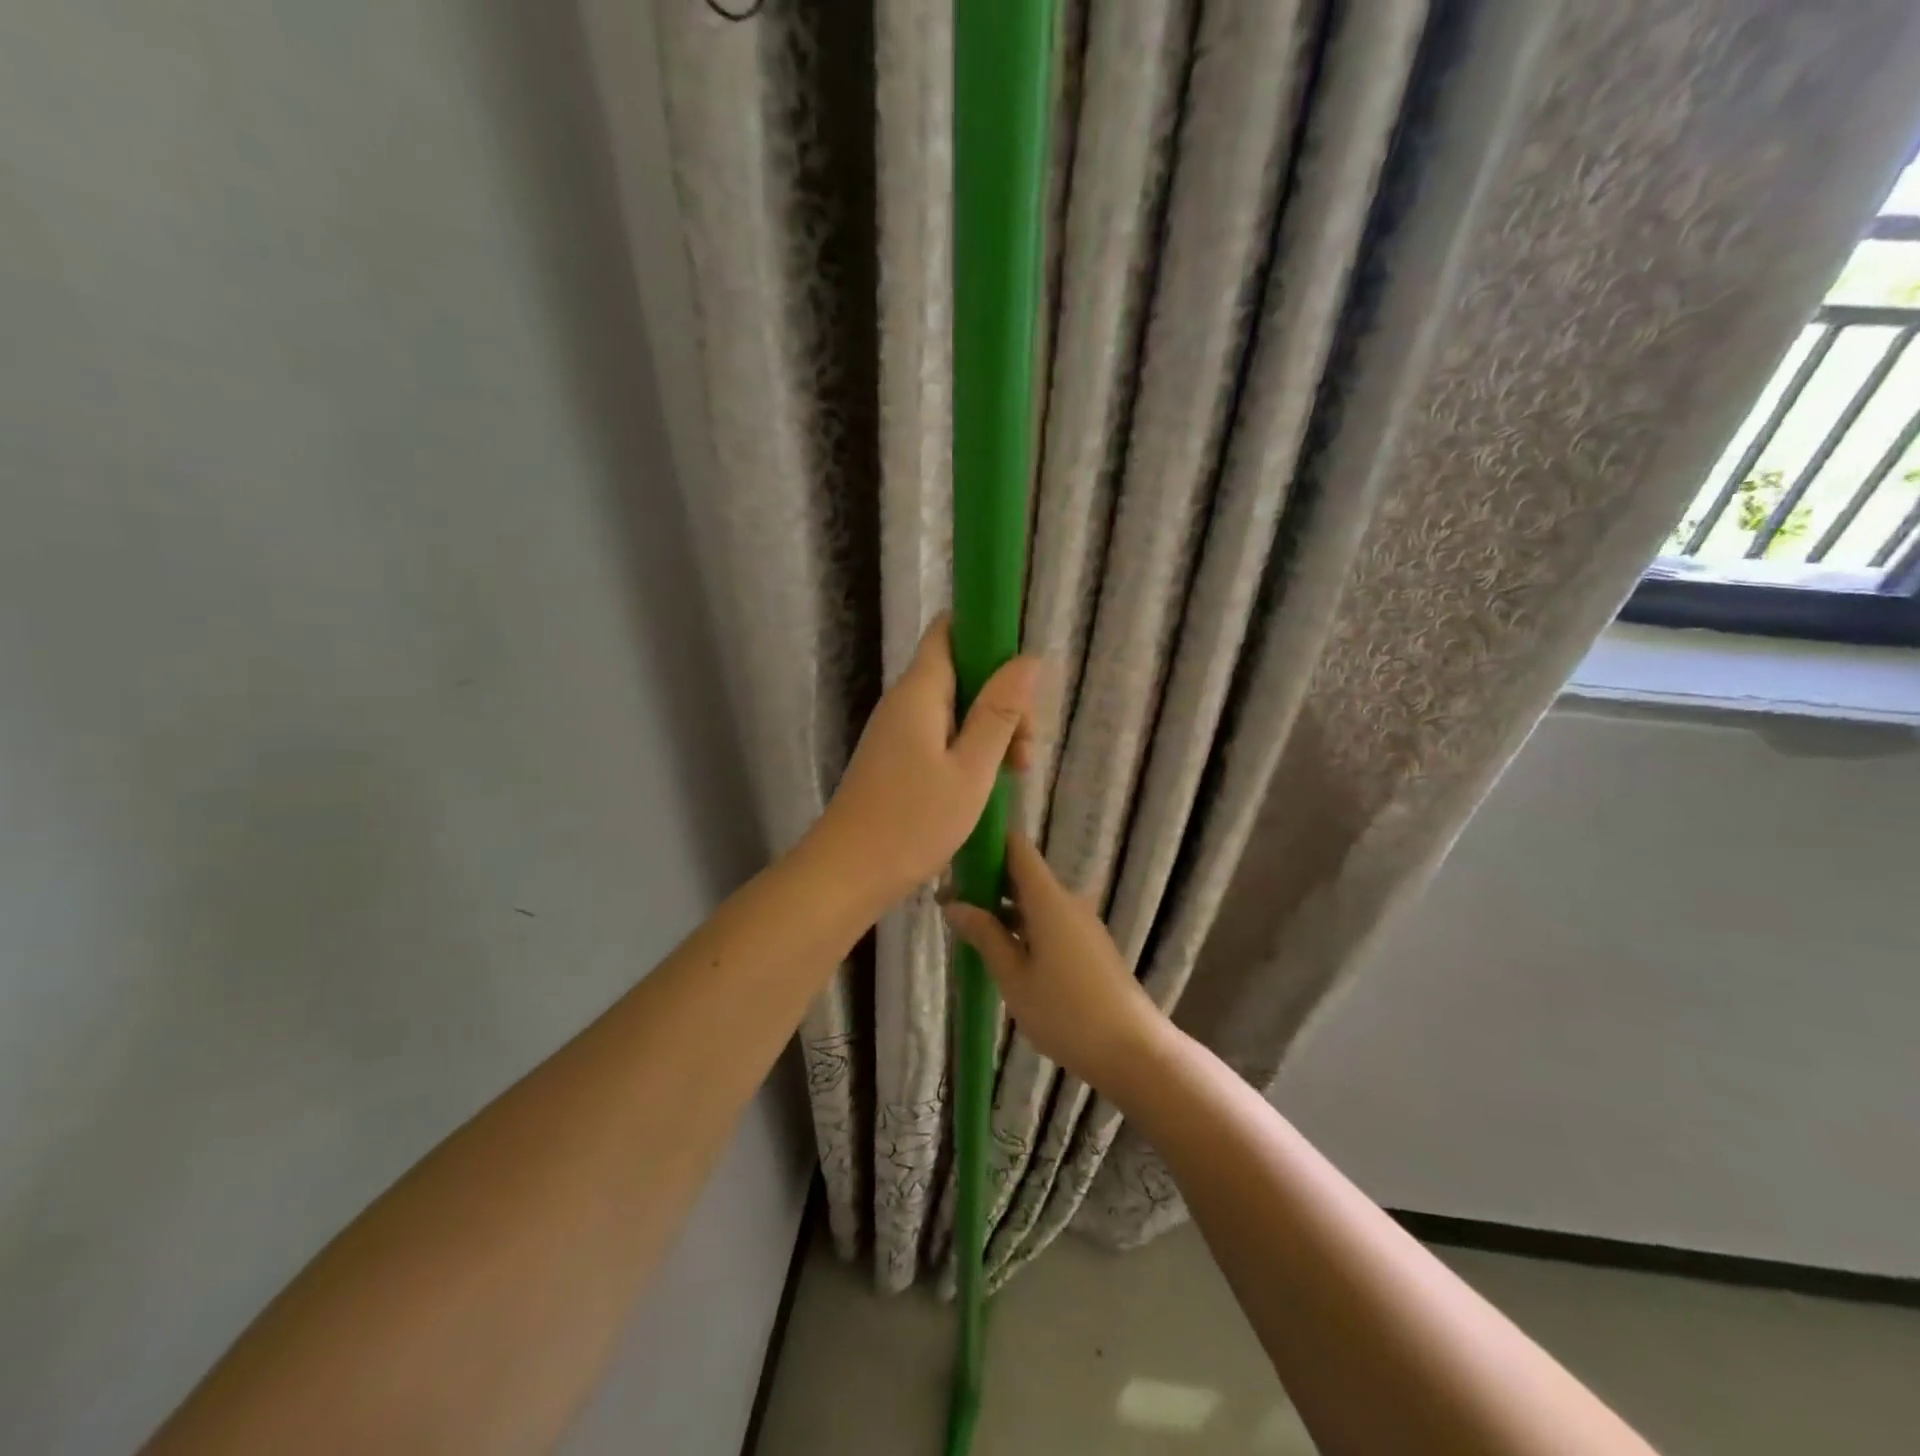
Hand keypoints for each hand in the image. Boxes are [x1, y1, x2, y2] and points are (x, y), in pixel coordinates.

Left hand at [807, 616, 1037, 908]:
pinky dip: (970, 749)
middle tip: (1025, 747)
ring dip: (991, 729)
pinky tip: (989, 783)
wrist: (847, 873)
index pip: (950, 629)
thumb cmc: (912, 822)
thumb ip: (999, 712)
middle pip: (961, 671)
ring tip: (1016, 772)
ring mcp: (898, 731)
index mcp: (920, 691)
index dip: (988, 634)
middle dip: (1002, 698)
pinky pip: (941, 735)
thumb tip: (1027, 658)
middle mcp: (905, 702)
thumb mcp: (971, 769)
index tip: (1023, 673)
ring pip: (955, 708)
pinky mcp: (897, 758)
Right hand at [943, 832, 1169, 1091]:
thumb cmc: (1066, 1013)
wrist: (1132, 1050)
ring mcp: (1080, 922)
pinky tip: (1000, 949)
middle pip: (1022, 872)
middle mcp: (1066, 900)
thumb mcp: (1014, 977)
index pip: (1016, 846)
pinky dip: (1020, 924)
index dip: (985, 842)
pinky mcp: (1087, 944)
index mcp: (1048, 899)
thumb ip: (985, 935)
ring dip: (1001, 906)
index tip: (953, 858)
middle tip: (947, 901)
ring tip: (965, 928)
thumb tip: (953, 904)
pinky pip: (1047, 919)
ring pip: (1033, 899)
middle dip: (985, 880)